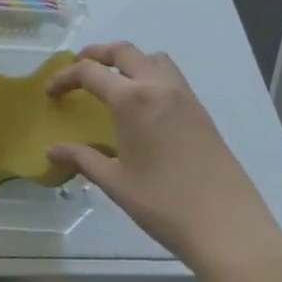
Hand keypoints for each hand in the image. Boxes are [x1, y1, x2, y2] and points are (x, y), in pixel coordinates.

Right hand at [45, 43, 281, 275]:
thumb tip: (51, 150)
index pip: (90, 72)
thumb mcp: (116, 183)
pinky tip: (145, 109)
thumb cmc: (164, 205)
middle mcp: (158, 88)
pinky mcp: (203, 114)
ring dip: (130, 61)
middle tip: (80, 70)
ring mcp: (185, 98)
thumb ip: (82, 159)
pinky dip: (152, 77)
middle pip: (124, 51)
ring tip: (115, 83)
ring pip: (154, 59)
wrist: (230, 230)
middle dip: (97, 54)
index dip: (64, 77)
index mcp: (132, 100)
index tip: (50, 91)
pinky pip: (172, 78)